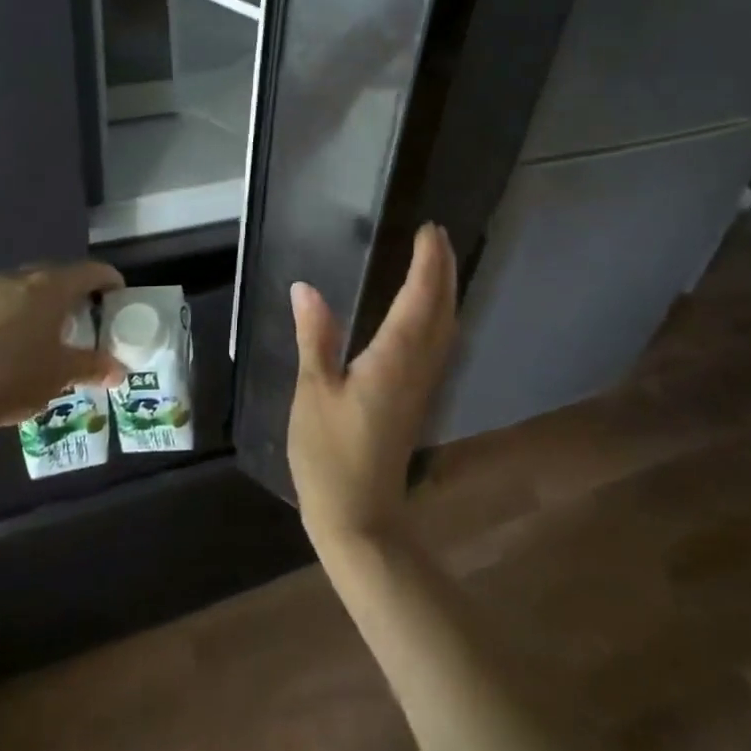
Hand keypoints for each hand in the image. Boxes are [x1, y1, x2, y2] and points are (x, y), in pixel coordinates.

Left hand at [0, 260, 126, 444]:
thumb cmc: (12, 378)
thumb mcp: (60, 376)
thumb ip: (93, 367)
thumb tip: (119, 370)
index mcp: (50, 289)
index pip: (89, 272)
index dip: (108, 279)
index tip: (117, 292)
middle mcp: (18, 281)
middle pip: (53, 276)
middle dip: (70, 292)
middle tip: (80, 316)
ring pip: (19, 291)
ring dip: (34, 305)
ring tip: (38, 334)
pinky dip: (3, 320)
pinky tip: (0, 349)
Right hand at [288, 223, 458, 552]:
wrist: (361, 519)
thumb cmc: (330, 456)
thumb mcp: (313, 393)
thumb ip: (315, 337)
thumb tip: (305, 288)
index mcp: (393, 360)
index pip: (419, 299)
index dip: (427, 263)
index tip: (429, 230)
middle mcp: (417, 367)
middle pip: (441, 310)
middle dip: (443, 270)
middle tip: (436, 235)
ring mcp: (422, 385)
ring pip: (445, 328)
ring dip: (445, 291)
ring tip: (437, 262)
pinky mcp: (418, 399)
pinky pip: (439, 345)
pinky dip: (439, 316)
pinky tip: (429, 313)